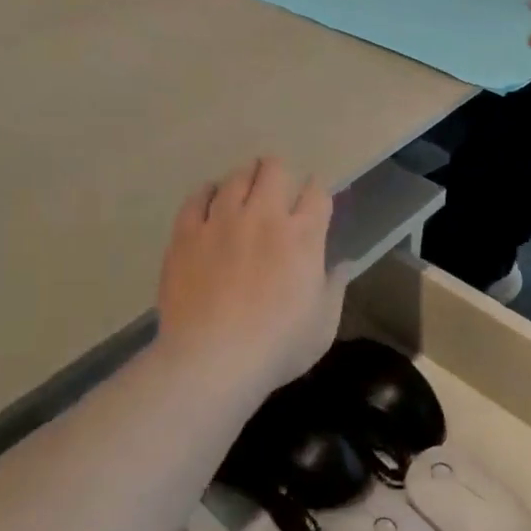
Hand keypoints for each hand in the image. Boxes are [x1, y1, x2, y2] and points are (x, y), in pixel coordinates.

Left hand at [156, 158, 347, 390]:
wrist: (212, 359)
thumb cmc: (277, 346)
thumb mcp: (323, 325)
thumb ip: (334, 287)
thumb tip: (343, 263)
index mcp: (303, 236)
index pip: (317, 192)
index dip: (317, 189)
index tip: (313, 197)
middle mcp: (264, 216)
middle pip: (274, 170)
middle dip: (279, 172)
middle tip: (276, 186)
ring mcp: (222, 221)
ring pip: (235, 177)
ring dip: (244, 178)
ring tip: (243, 187)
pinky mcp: (187, 233)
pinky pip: (196, 197)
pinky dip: (206, 192)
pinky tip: (209, 197)